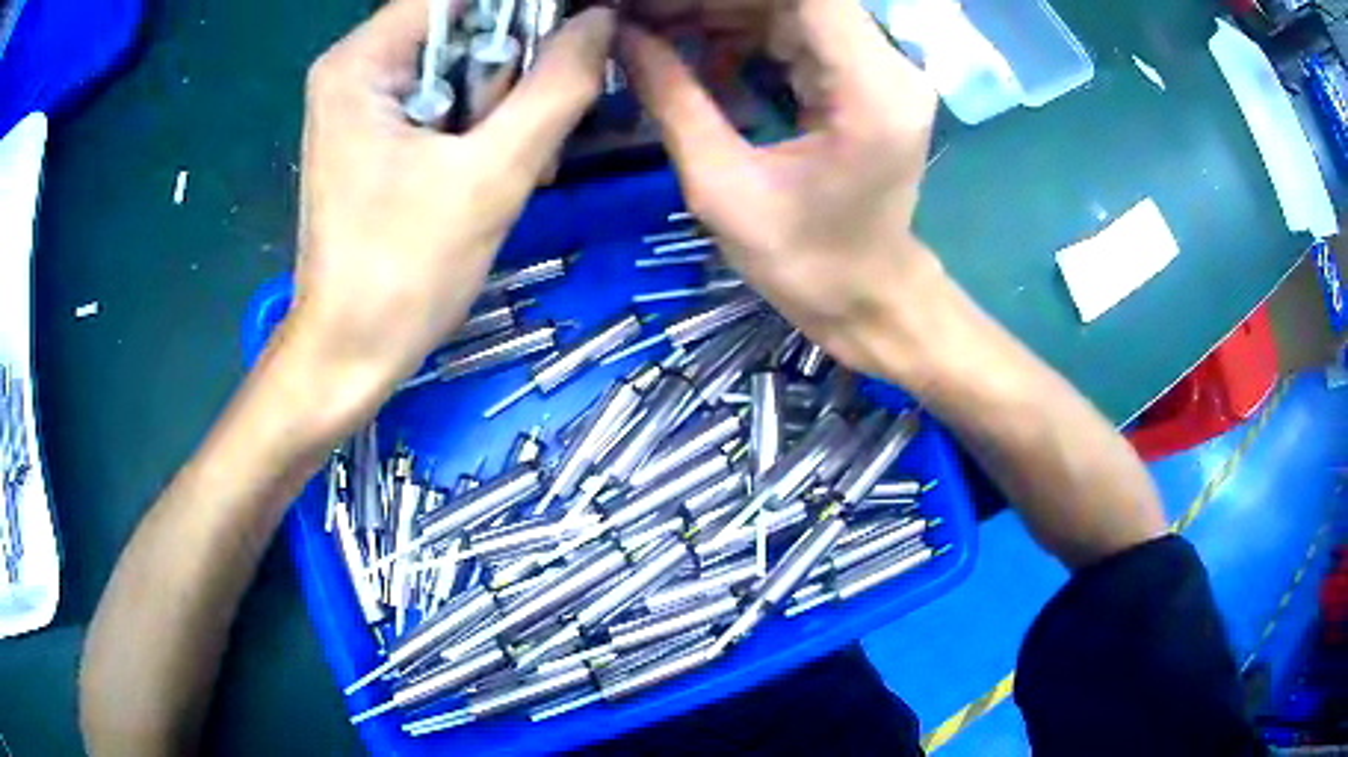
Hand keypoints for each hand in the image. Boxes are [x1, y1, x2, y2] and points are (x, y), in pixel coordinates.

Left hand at [287, 0, 614, 422]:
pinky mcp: (376, 133)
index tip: (575, 43)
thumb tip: (602, 20)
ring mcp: (364, 101)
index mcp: (363, 61)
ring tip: (519, 166)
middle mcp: (357, 66)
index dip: (529, 9)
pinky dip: (482, 127)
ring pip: (462, 64)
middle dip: (515, 69)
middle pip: (464, 25)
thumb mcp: (491, 176)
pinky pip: (447, 100)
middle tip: (537, 131)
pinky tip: (494, 172)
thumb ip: (556, 87)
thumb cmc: (404, 273)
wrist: (349, 355)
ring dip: (506, 104)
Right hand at [621, 0, 939, 376]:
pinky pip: (799, 33)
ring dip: (720, 13)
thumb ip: (671, 99)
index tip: (657, 5)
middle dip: (709, 2)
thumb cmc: (804, 262)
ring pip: (791, 8)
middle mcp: (888, 65)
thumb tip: (621, 36)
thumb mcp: (721, 186)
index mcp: (869, 89)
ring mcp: (882, 69)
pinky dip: (744, 36)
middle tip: (639, 18)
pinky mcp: (867, 79)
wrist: (866, 297)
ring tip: (654, 34)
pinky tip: (701, 61)